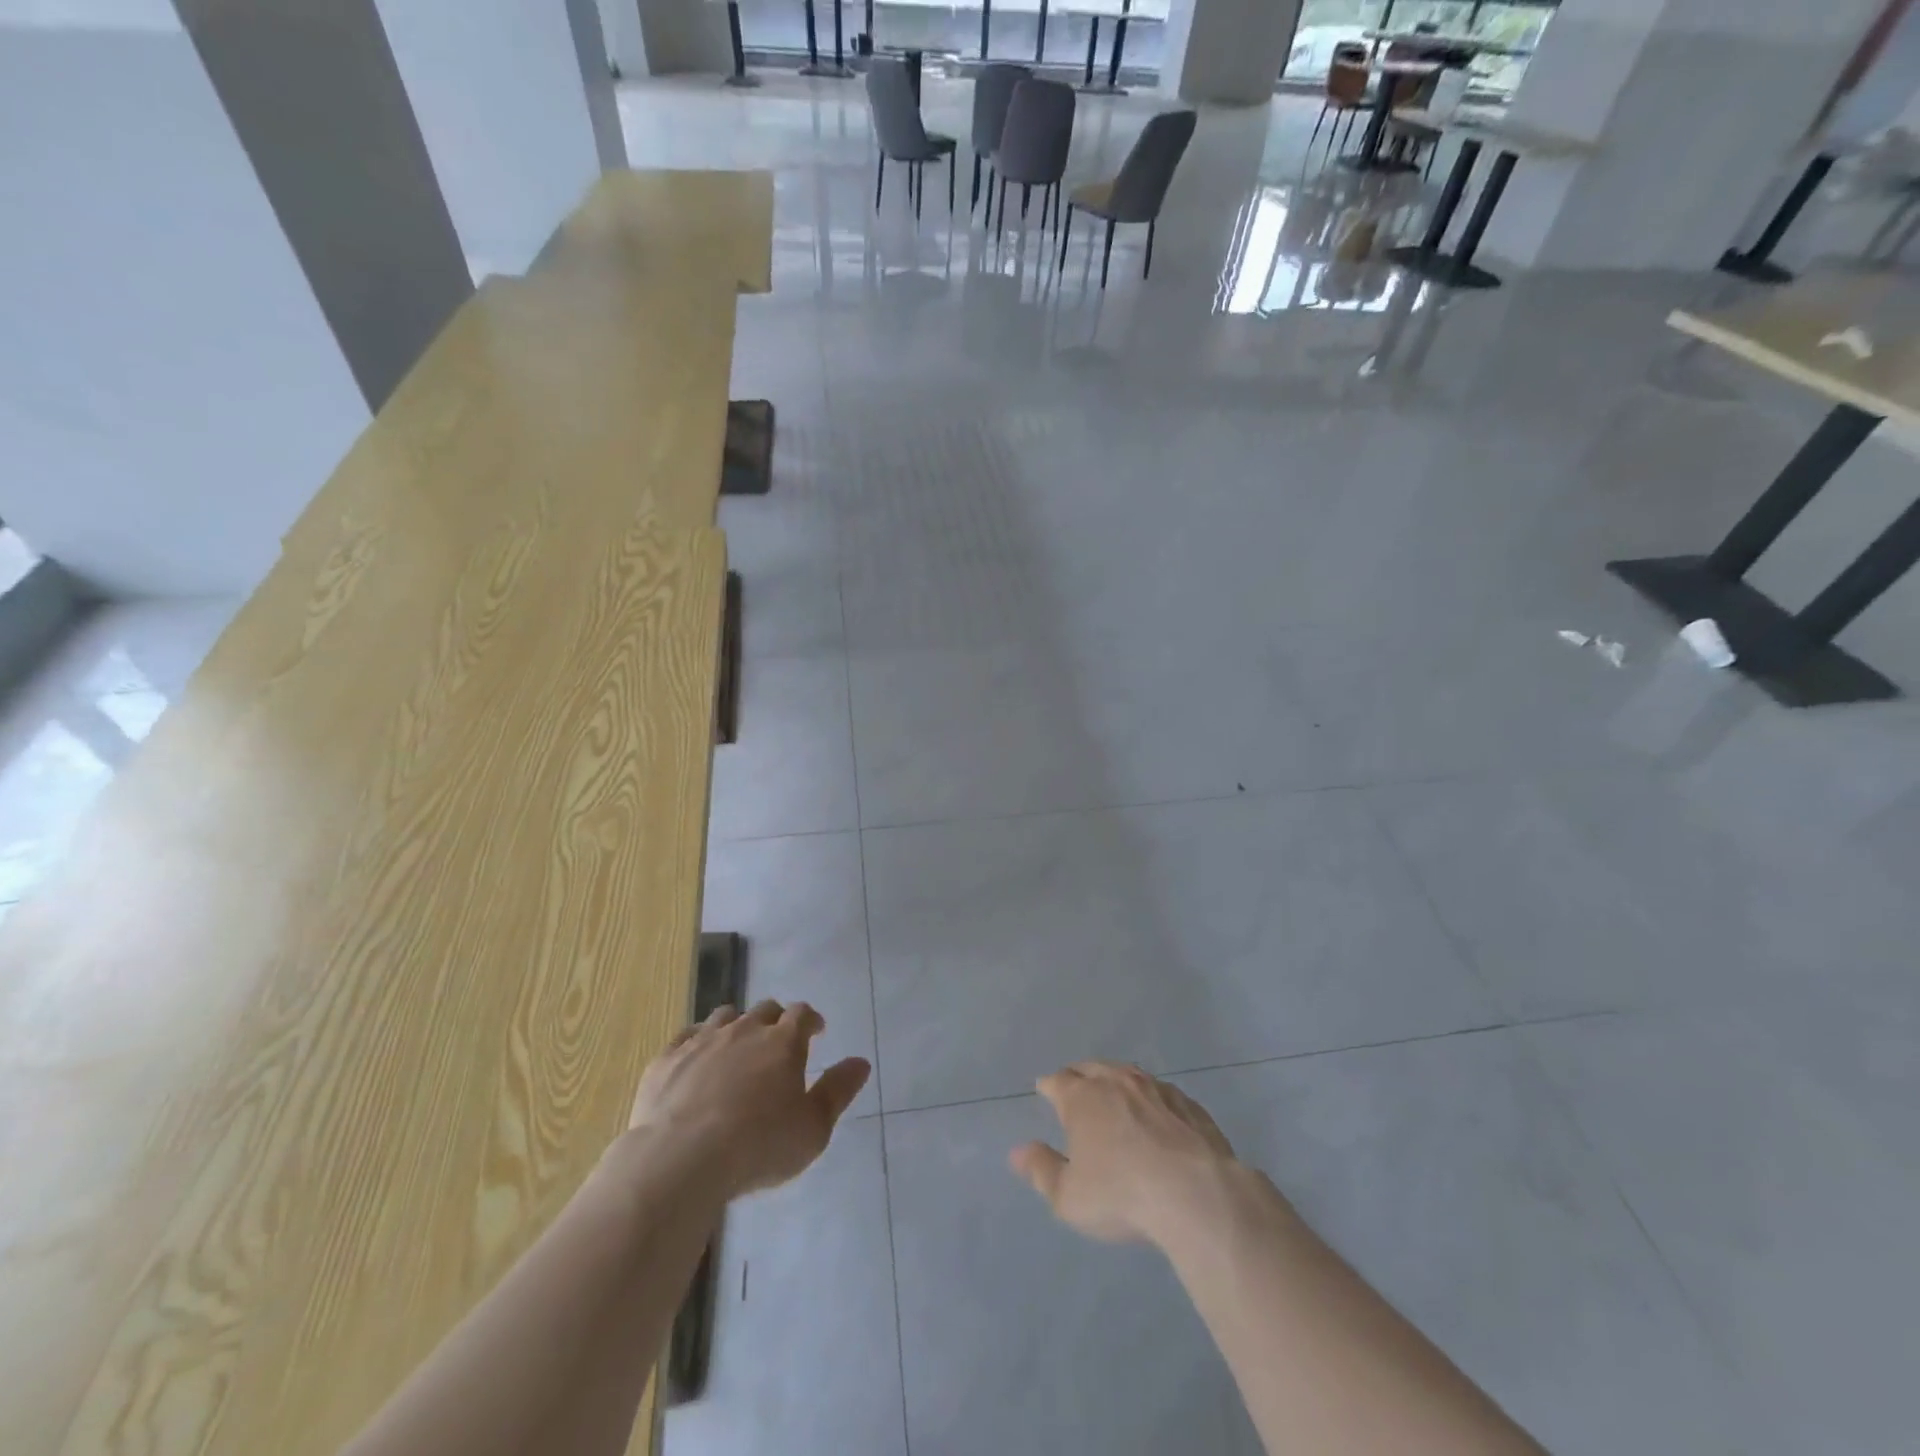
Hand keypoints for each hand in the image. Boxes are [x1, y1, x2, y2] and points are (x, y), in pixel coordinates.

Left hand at [627, 1000, 869, 1199]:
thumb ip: (838, 1091)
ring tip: (737, 1046)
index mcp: (783, 1042)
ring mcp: (703, 1040)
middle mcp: (745, 1029)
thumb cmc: (759, 1145)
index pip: (802, 1014)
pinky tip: (696, 1059)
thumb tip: (861, 1062)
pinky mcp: (667, 1058)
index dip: (811, 1019)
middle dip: (775, 1020)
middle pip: (764, 1010)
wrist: (681, 1159)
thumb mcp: (813, 1128)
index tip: (816, 1031)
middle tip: (778, 1041)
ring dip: (736, 1025)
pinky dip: (697, 1042)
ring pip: (725, 1016)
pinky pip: (686, 1036)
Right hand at [1010, 1060, 1236, 1245]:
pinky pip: (1163, 1093)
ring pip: (1128, 1073)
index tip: (1044, 1090)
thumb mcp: (1069, 1196)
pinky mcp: (1189, 1105)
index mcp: (1083, 1098)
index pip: (1058, 1081)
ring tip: (1114, 1091)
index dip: (1049, 1086)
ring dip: (1117, 1080)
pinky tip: (1157, 1112)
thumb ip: (1041, 1170)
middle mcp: (1117, 1082)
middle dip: (1079, 1075)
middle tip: (1074, 1086)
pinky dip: (1152, 1098)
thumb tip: (1018, 1151)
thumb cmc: (1121, 1195)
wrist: (1196, 1193)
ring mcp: (1156, 1089)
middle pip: (1092, 1068)